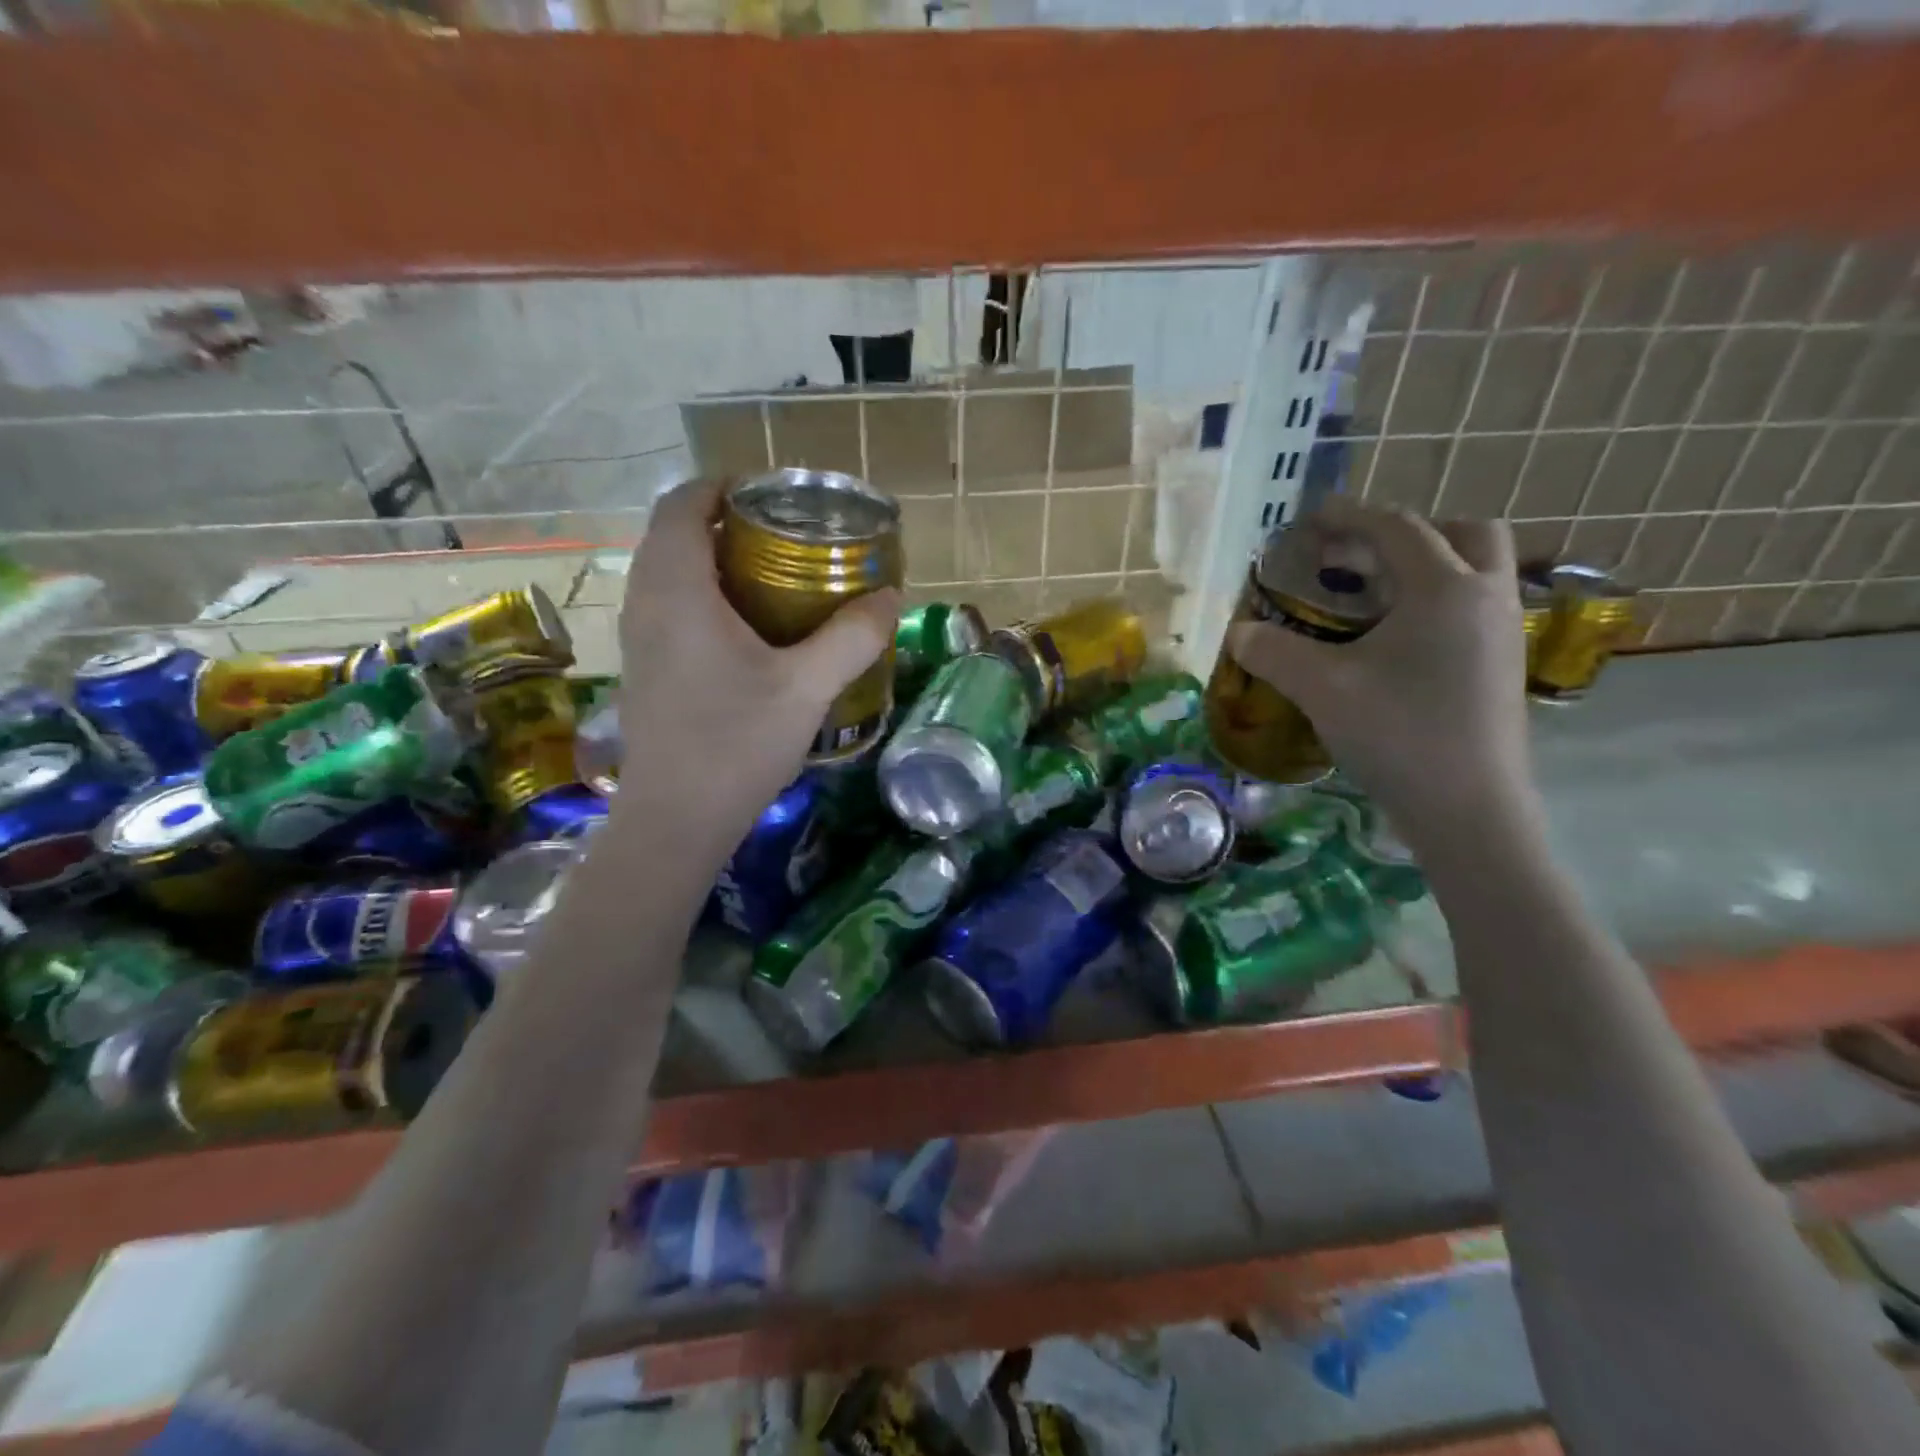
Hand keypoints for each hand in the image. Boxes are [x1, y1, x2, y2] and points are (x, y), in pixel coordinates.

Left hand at [613, 478, 899, 865]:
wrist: (676, 820)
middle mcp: (646, 602)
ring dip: (713, 560)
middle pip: (673, 533)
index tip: (770, 495)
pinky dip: (703, 595)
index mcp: (678, 589)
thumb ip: (851, 637)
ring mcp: (638, 638)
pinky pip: (668, 605)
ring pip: (668, 571)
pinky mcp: (645, 668)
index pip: (682, 504)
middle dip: (724, 522)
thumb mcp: (807, 688)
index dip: (721, 486)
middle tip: (784, 536)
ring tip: (772, 576)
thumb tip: (892, 597)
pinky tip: (749, 630)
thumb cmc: (736, 744)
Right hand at [1224, 500, 1538, 848]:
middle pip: (1462, 533)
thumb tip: (1239, 633)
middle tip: (1357, 556)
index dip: (1350, 516)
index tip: (1311, 518)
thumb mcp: (1321, 688)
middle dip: (1407, 533)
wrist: (1469, 809)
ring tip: (1369, 597)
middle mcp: (1485, 598)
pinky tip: (1392, 641)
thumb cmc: (1397, 735)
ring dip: (1425, 566)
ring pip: (1474, 571)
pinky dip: (1434, 602)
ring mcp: (1502, 633)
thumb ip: (1274, 652)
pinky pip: (1472, 607)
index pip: (1397, 528)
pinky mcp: (1502, 667)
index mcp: (1445, 589)